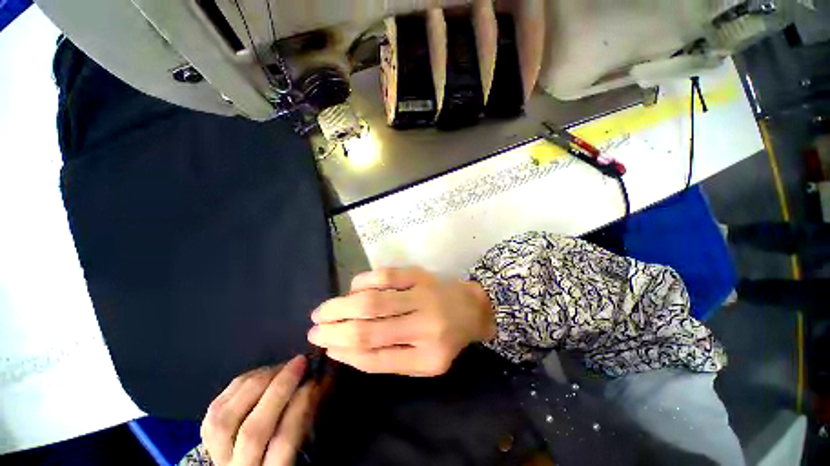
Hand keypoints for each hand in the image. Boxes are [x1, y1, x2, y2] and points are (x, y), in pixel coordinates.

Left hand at [201, 356, 314, 465]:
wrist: (245, 465)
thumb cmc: (279, 454)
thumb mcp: (299, 444)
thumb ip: (306, 417)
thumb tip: (320, 381)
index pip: (283, 442)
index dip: (300, 407)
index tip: (315, 381)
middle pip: (253, 430)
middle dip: (279, 388)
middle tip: (300, 362)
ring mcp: (215, 453)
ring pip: (227, 417)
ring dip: (258, 382)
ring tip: (281, 366)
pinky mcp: (204, 435)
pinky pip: (217, 405)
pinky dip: (240, 384)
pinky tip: (260, 373)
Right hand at [308, 268, 494, 375]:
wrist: (473, 308)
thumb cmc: (447, 338)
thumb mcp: (424, 362)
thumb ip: (388, 359)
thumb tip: (345, 349)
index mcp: (427, 358)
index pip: (375, 358)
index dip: (344, 352)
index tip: (325, 347)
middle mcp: (425, 327)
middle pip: (368, 329)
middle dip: (334, 330)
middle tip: (313, 329)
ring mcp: (423, 297)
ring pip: (373, 301)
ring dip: (341, 306)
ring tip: (321, 311)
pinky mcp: (421, 275)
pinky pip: (386, 276)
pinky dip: (363, 282)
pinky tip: (352, 289)